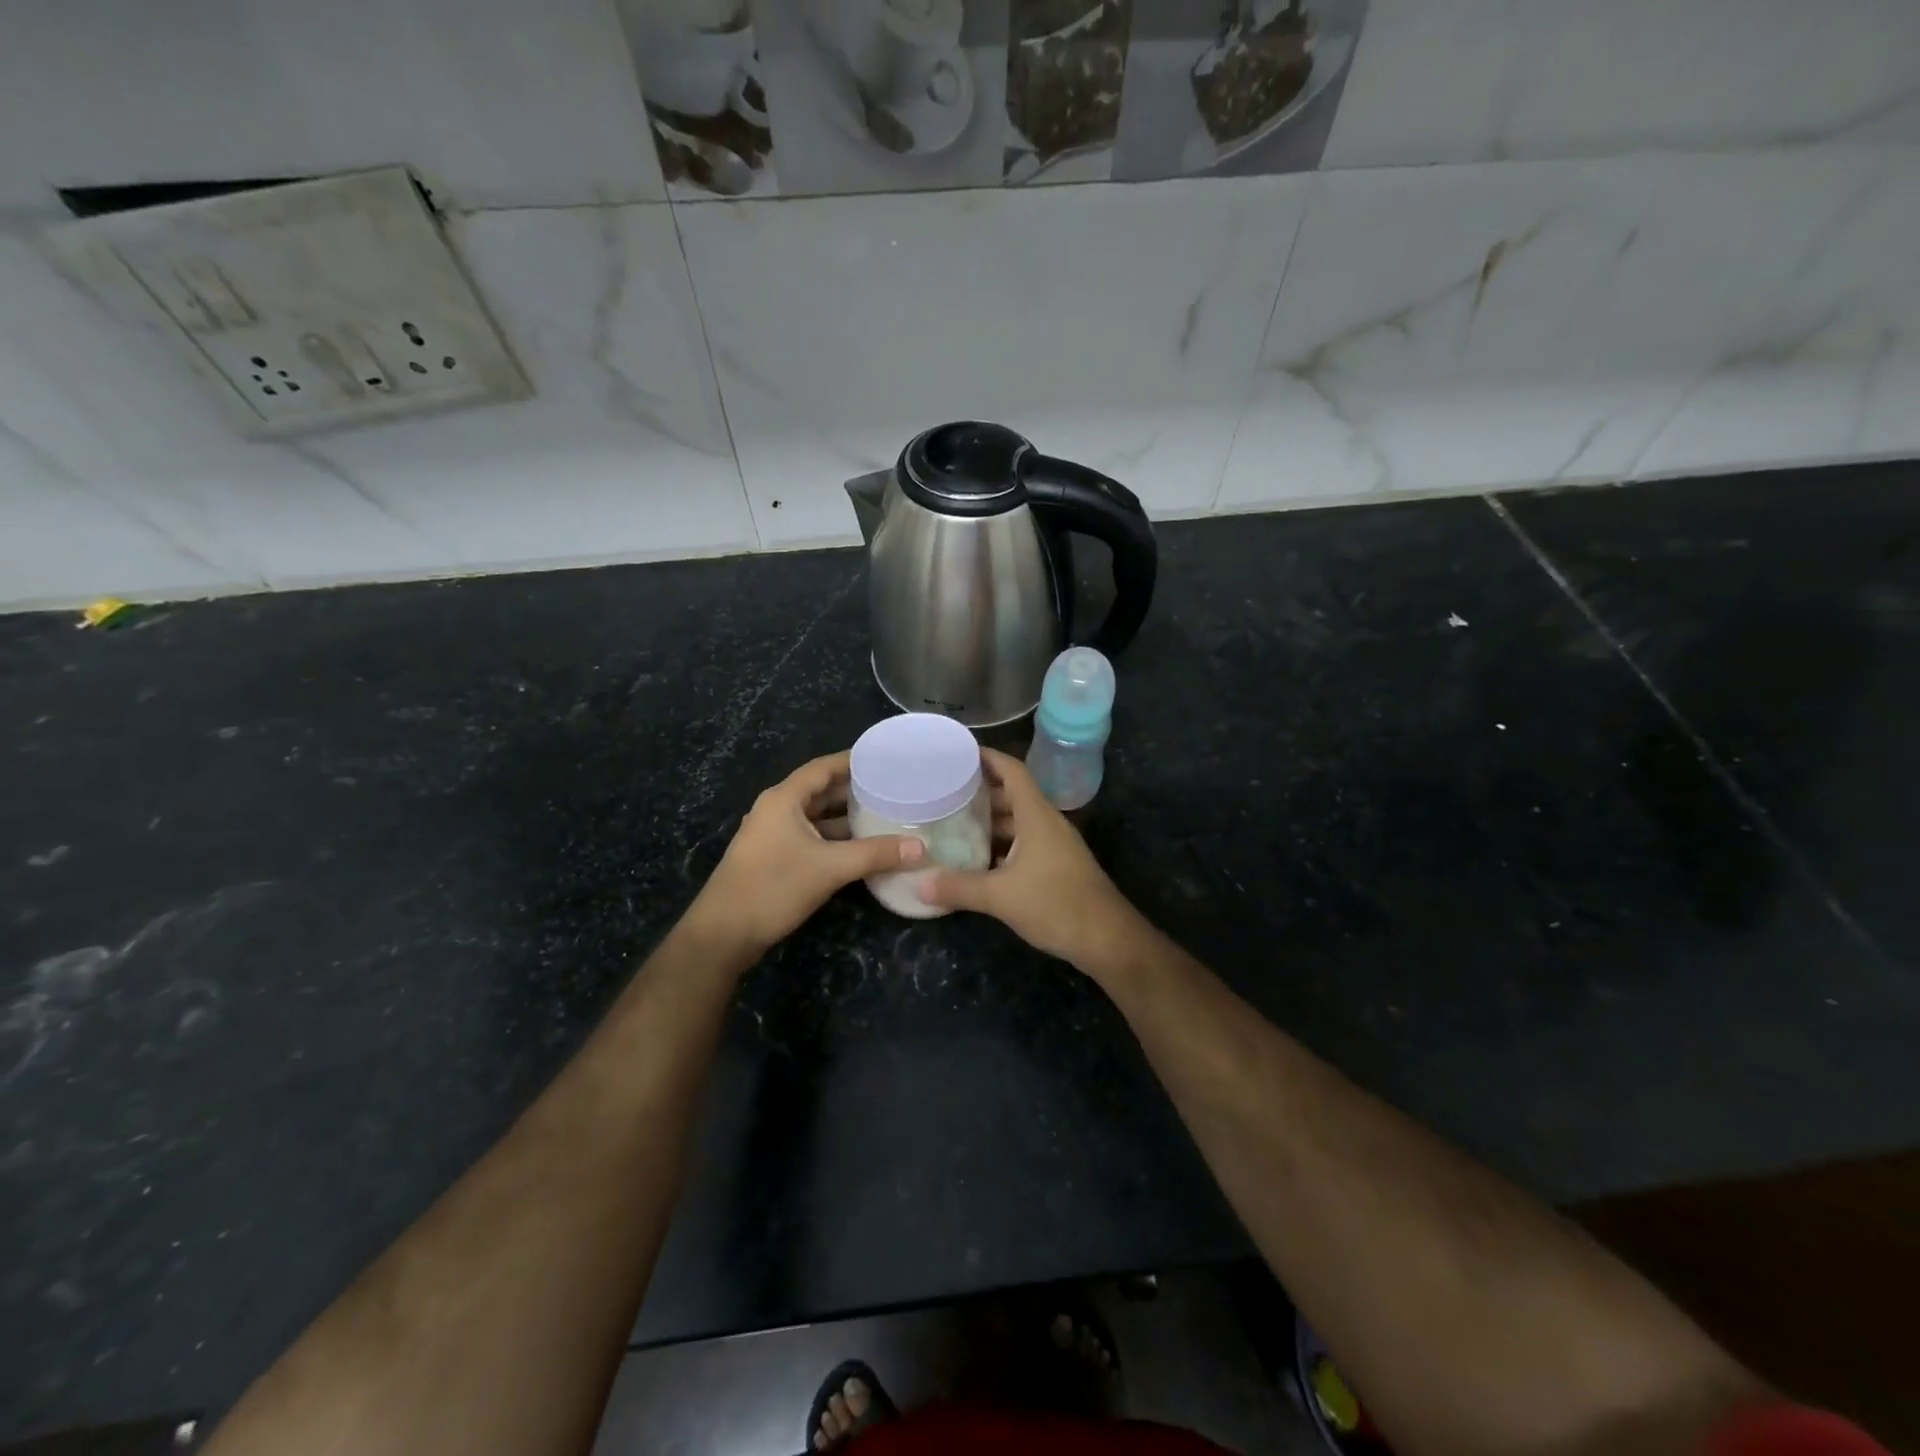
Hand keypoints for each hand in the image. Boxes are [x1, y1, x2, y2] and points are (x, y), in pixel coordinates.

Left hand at [690, 751, 922, 952]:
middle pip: (821, 791)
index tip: (886, 758)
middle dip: (856, 791)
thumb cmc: (773, 888)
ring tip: (886, 816)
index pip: (823, 768)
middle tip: (895, 789)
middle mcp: (777, 810)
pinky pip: (812, 838)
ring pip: (817, 818)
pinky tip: (862, 849)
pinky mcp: (775, 859)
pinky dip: (836, 839)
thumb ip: (875, 854)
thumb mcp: (829, 868)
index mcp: (784, 799)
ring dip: (847, 818)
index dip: (853, 761)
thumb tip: (920, 847)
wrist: (723, 935)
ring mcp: (774, 836)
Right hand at [919, 748, 1141, 971]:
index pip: (1012, 771)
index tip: (958, 752)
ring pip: (1018, 821)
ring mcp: (1054, 845)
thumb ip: (959, 887)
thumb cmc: (1056, 904)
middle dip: (980, 792)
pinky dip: (1001, 845)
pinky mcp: (1056, 865)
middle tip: (944, 794)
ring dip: (990, 821)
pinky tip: (978, 859)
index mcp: (1037, 816)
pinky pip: (1024, 843)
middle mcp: (1046, 823)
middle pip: (1012, 795)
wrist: (1107, 939)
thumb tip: (920, 884)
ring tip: (954, 824)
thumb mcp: (1001, 897)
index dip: (988, 757)